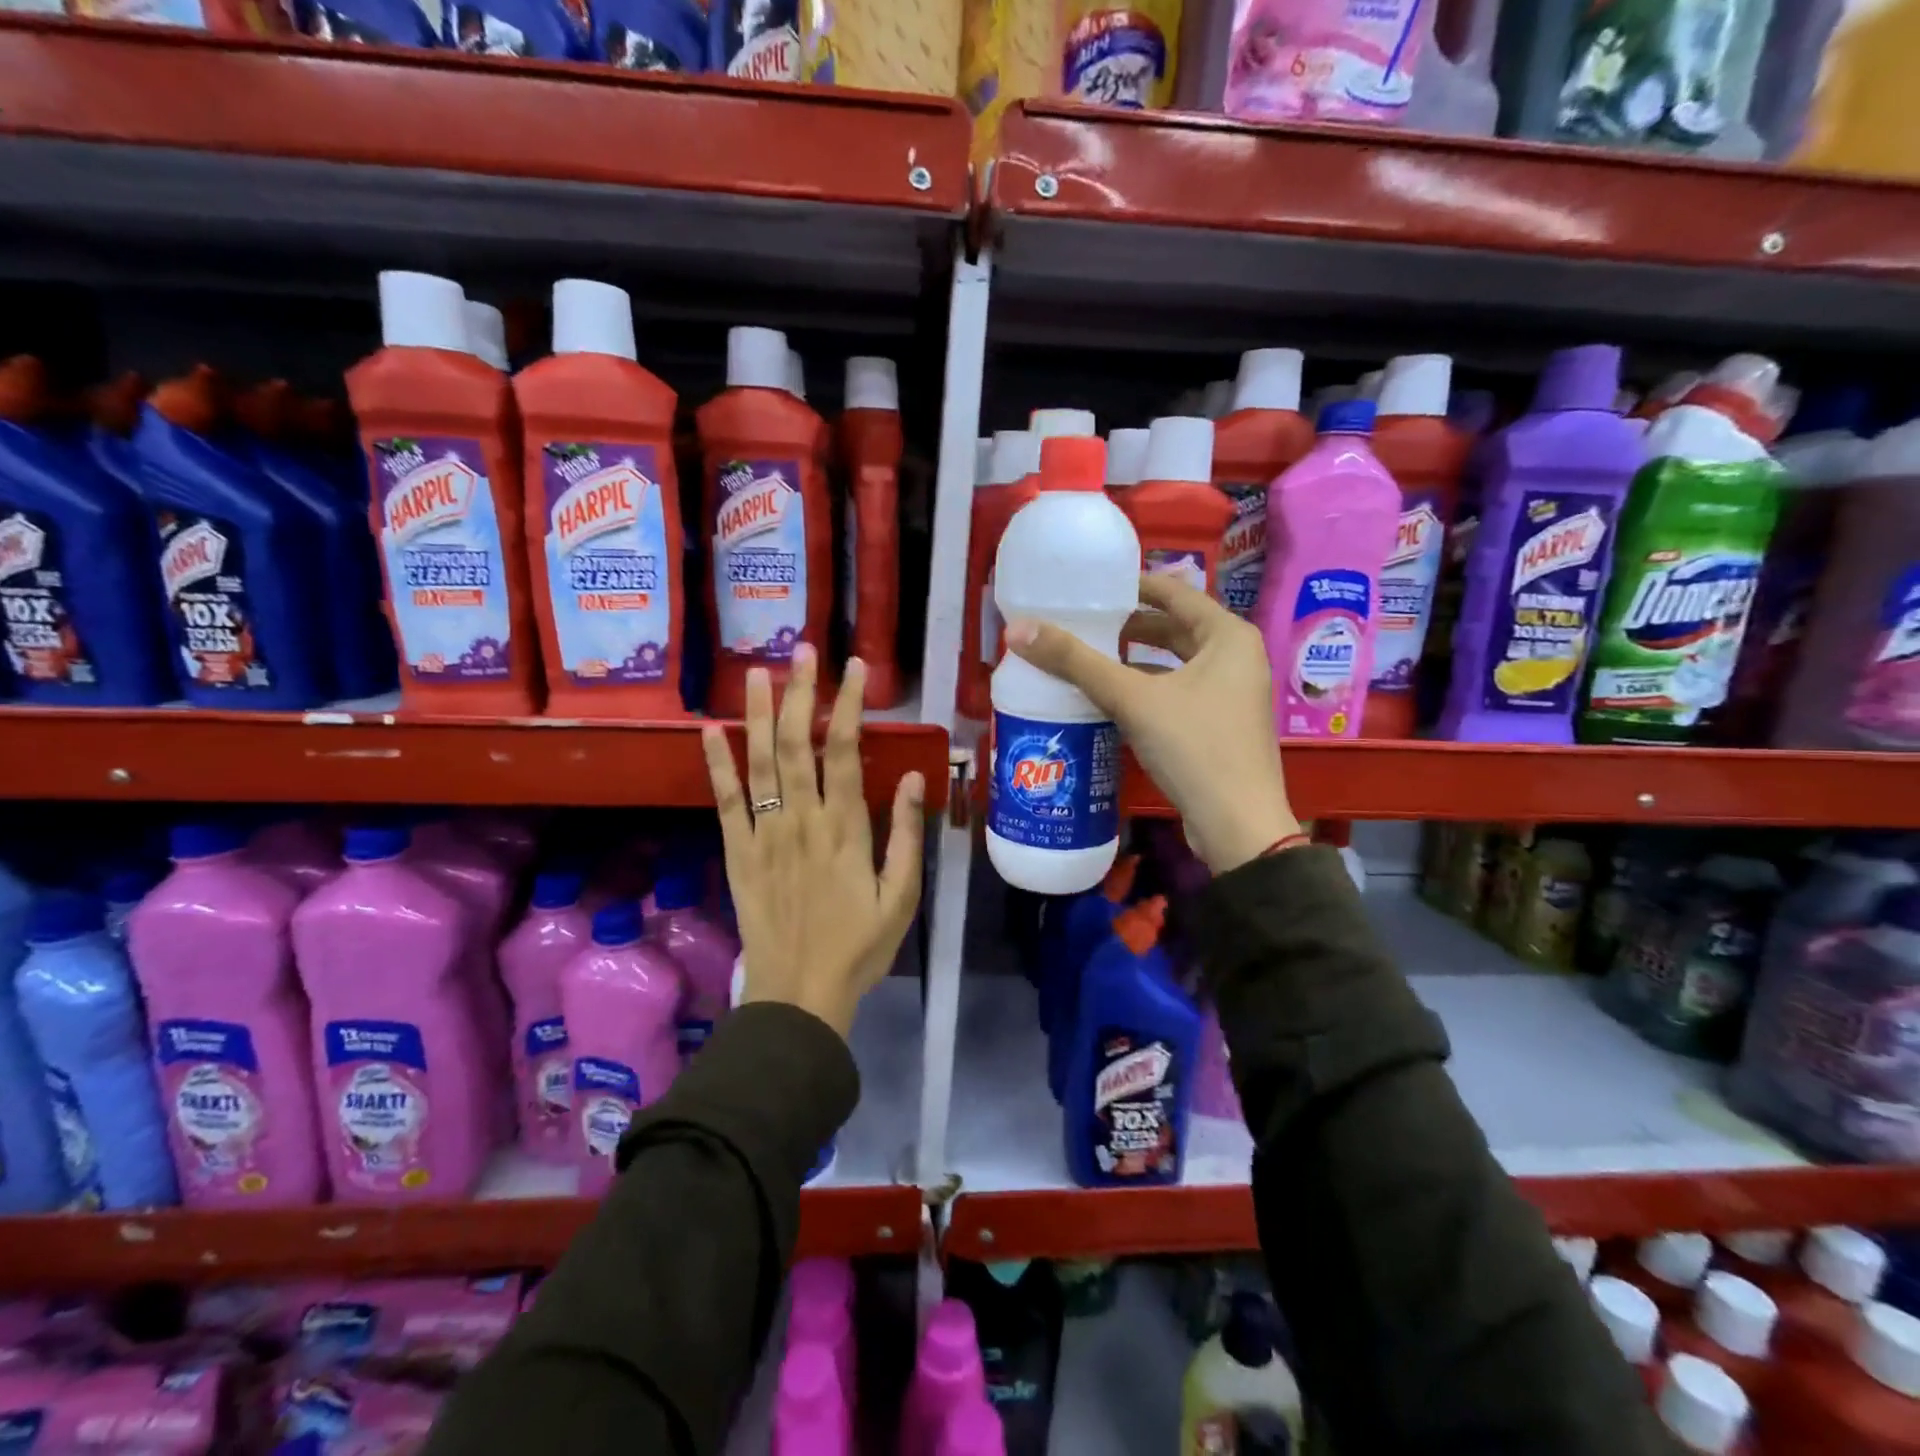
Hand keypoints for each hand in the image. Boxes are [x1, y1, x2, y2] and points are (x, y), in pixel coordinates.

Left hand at [700, 646, 925, 1039]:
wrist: (798, 995)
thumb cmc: (859, 947)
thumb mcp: (901, 897)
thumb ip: (906, 835)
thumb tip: (914, 777)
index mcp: (845, 829)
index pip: (846, 752)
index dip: (849, 705)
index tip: (854, 668)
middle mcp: (801, 820)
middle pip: (799, 744)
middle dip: (802, 693)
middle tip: (804, 650)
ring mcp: (764, 834)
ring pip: (760, 762)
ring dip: (760, 714)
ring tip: (760, 671)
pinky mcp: (737, 852)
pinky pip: (725, 801)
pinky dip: (717, 764)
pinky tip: (710, 730)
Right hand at [1004, 573, 1300, 874]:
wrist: (1237, 826)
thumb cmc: (1194, 747)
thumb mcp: (1132, 699)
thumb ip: (1076, 662)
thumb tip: (1018, 629)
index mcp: (1228, 636)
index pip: (1176, 592)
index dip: (1134, 585)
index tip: (1094, 586)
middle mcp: (1236, 658)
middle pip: (1176, 628)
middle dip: (1130, 626)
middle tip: (1084, 623)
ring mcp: (1232, 695)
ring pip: (1176, 663)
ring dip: (1137, 660)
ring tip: (1091, 657)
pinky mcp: (1221, 726)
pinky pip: (1179, 692)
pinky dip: (1148, 689)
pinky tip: (1113, 699)